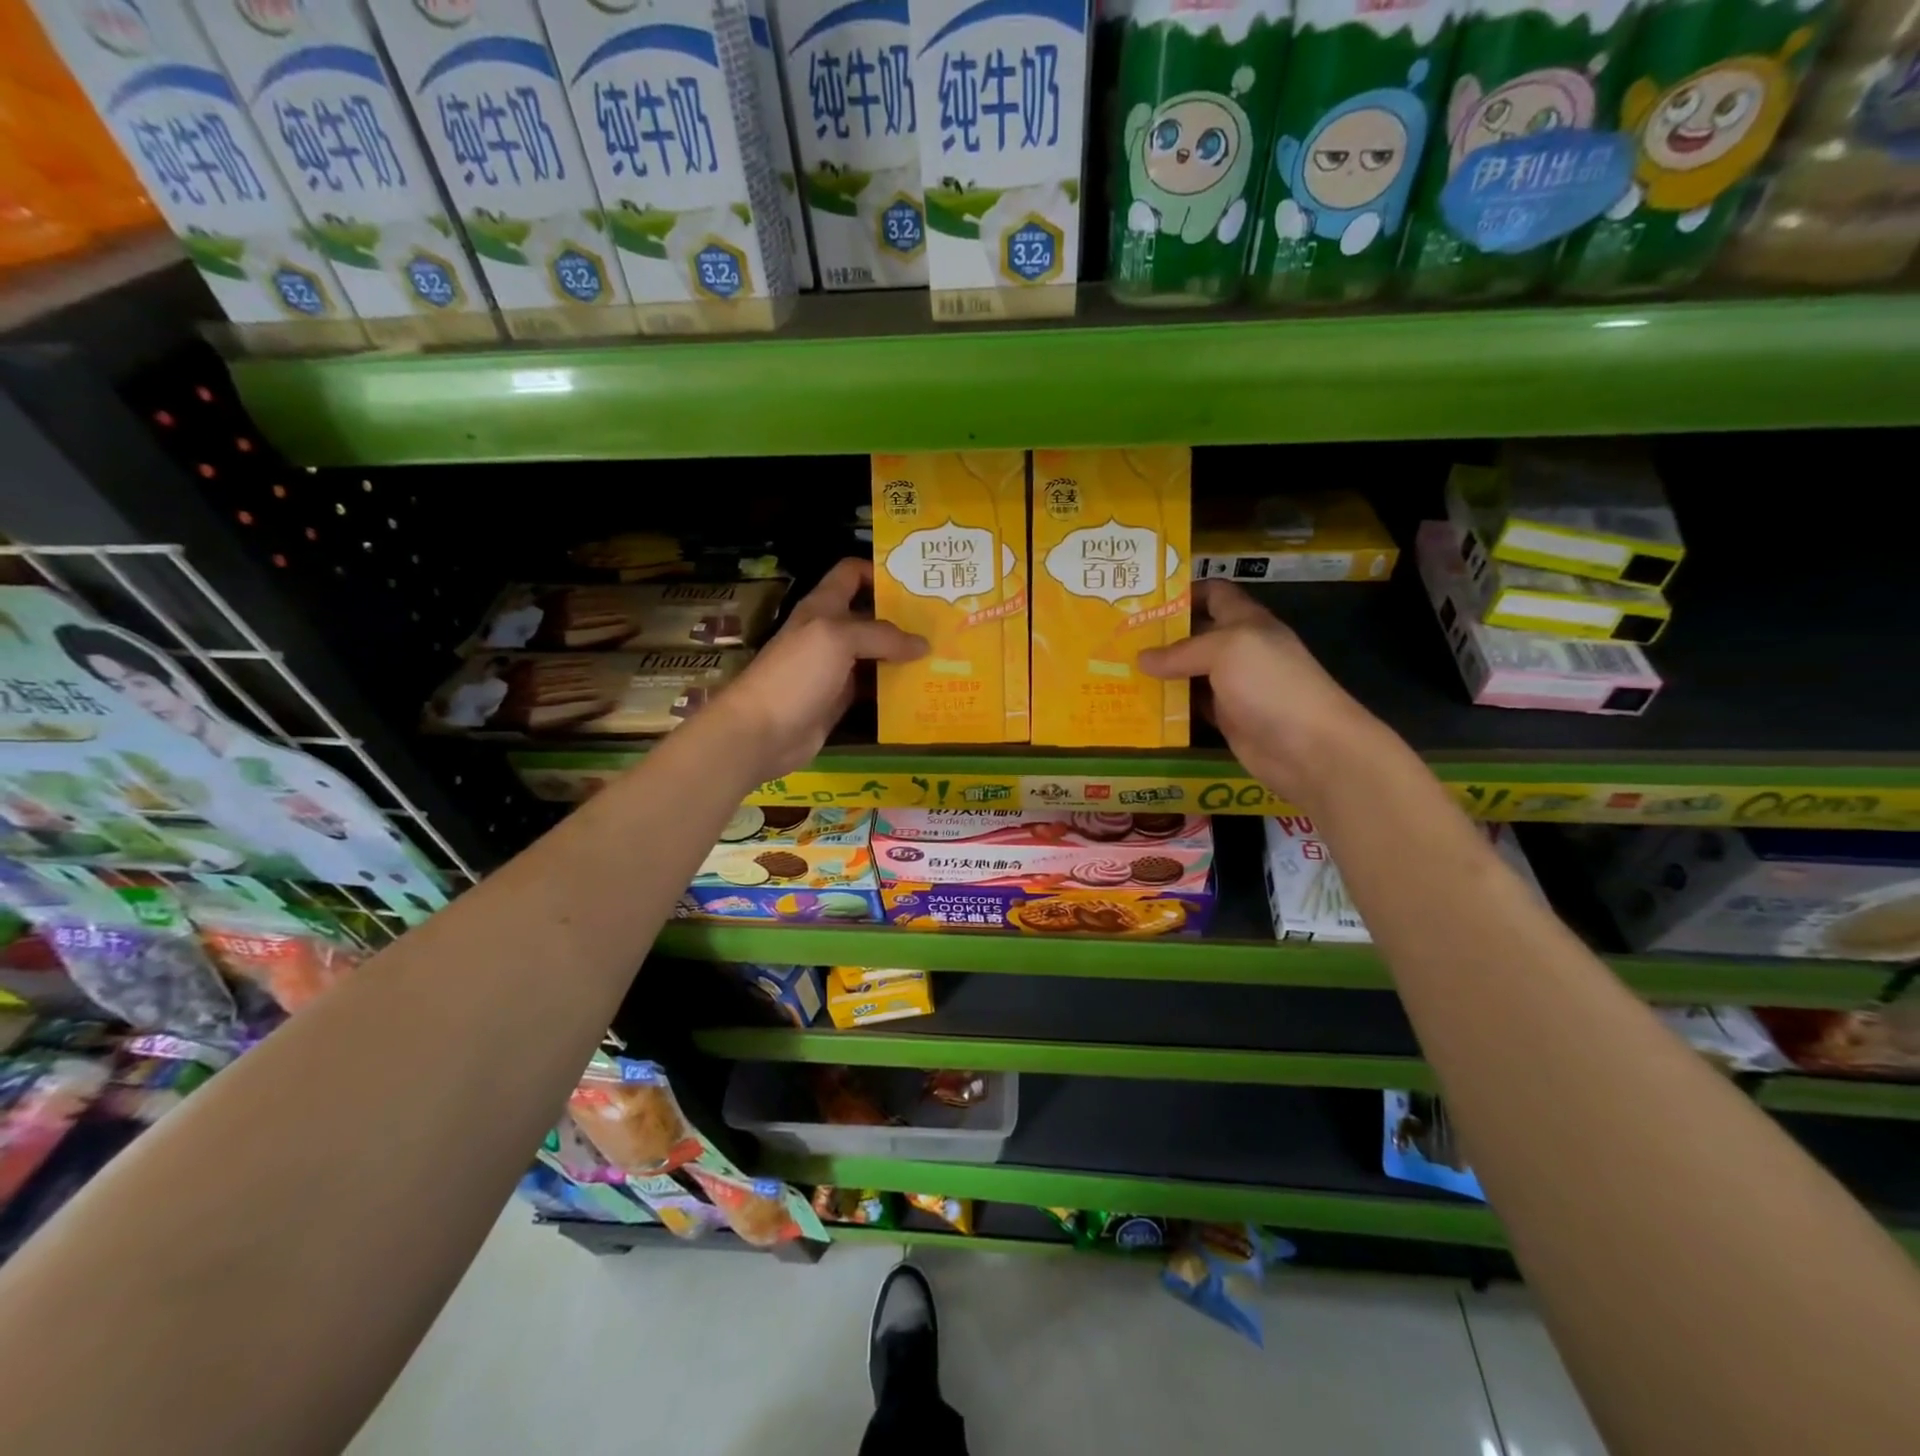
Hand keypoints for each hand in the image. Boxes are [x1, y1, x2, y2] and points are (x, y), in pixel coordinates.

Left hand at [706, 558, 925, 783]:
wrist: (763, 731)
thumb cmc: (797, 674)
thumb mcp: (838, 639)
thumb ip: (882, 636)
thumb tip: (923, 644)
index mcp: (823, 607)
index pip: (851, 574)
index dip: (879, 572)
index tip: (916, 581)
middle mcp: (831, 632)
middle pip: (871, 615)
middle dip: (903, 616)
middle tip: (942, 620)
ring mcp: (836, 667)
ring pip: (876, 653)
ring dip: (904, 653)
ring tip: (942, 653)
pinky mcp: (841, 698)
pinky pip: (874, 686)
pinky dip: (896, 686)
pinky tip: (922, 686)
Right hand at [1138, 580, 1377, 804]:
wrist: (1309, 748)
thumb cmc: (1272, 685)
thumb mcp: (1227, 650)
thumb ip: (1182, 651)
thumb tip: (1142, 659)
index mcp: (1246, 621)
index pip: (1215, 593)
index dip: (1184, 591)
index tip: (1144, 598)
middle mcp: (1239, 649)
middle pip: (1195, 634)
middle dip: (1160, 634)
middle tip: (1118, 637)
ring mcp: (1233, 686)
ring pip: (1189, 672)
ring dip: (1159, 672)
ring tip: (1118, 669)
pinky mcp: (1226, 719)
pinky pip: (1191, 706)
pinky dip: (1169, 705)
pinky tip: (1140, 703)